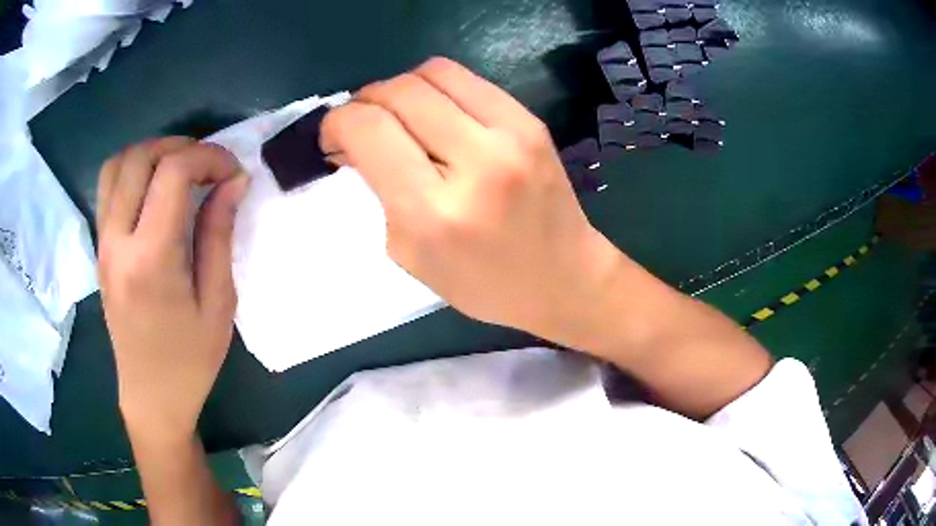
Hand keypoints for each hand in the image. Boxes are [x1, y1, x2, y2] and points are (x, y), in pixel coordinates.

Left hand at [96, 137, 247, 441]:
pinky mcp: (100, 247)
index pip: (172, 171)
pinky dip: (132, 170)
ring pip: (118, 164)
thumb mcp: (218, 304)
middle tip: (209, 167)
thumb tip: (233, 181)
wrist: (151, 396)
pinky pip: (108, 187)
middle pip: (141, 156)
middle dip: (181, 147)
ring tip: (179, 169)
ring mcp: (103, 243)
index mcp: (150, 258)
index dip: (209, 157)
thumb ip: (219, 234)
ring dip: (152, 152)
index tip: (233, 172)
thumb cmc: (189, 361)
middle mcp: (118, 241)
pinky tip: (154, 189)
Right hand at [321, 58, 623, 345]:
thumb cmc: (483, 283)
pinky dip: (436, 88)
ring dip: (400, 88)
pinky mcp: (530, 120)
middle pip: (397, 91)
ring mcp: (510, 133)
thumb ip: (377, 192)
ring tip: (398, 115)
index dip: (336, 123)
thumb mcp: (411, 255)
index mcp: (434, 211)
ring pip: (431, 72)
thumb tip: (354, 143)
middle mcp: (474, 161)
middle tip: (362, 125)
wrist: (565, 277)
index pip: (368, 130)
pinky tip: (436, 113)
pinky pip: (466, 79)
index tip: (333, 137)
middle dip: (364, 100)